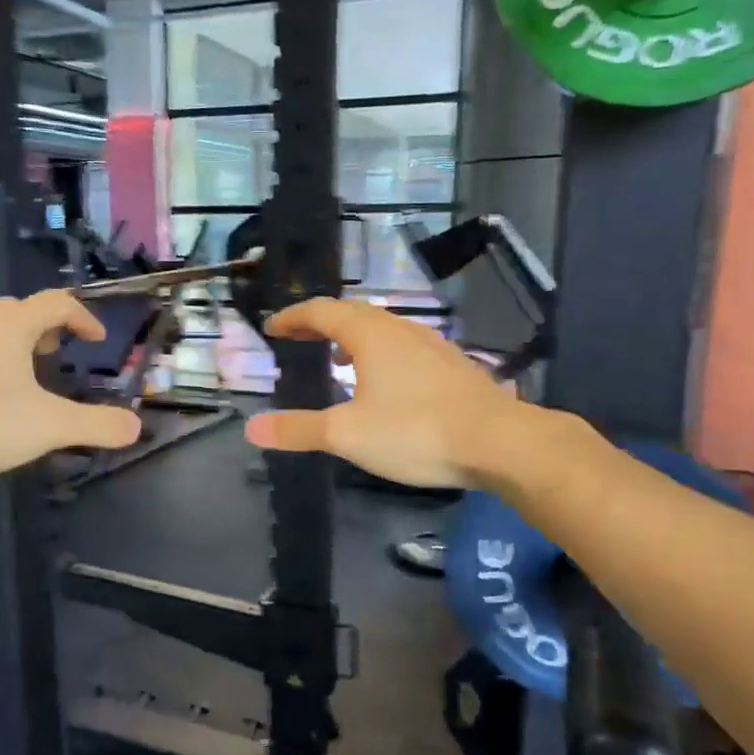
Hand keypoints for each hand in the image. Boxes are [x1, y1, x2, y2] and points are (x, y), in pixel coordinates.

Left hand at [0, 291, 142, 488]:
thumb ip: (96, 425)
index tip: (95, 339)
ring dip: (5, 342)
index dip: (82, 318)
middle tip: (54, 353)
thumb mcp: (48, 427)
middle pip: (16, 310)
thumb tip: (135, 427)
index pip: (56, 303)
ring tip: (15, 373)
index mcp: (9, 324)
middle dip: (42, 328)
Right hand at [244, 299, 514, 489]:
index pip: (323, 311)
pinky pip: (405, 348)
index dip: (294, 317)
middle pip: (354, 314)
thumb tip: (252, 429)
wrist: (501, 443)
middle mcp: (401, 330)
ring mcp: (432, 346)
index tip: (273, 327)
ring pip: (383, 329)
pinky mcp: (453, 367)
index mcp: (371, 335)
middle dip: (321, 323)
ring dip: (353, 337)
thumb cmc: (416, 431)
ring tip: (337, 359)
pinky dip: (380, 354)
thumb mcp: (347, 434)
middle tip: (299, 338)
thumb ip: (298, 429)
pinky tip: (385, 384)